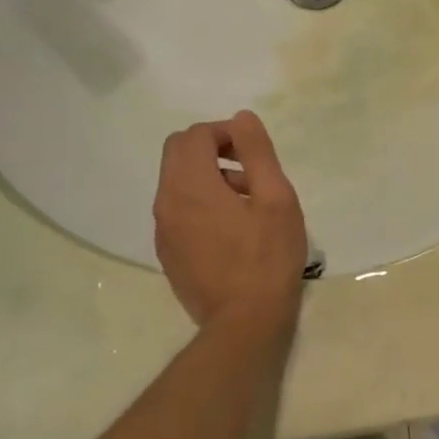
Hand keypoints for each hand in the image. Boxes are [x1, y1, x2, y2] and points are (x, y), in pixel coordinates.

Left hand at [153, 110, 307, 327]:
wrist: (244, 320)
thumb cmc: (268, 256)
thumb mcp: (276, 198)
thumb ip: (257, 153)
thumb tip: (241, 118)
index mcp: (190, 186)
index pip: (194, 136)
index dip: (225, 133)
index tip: (254, 152)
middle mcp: (166, 202)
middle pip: (177, 153)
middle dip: (212, 149)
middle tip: (249, 171)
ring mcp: (162, 230)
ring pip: (176, 182)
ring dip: (208, 177)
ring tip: (248, 202)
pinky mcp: (167, 252)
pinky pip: (177, 210)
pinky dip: (200, 202)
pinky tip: (232, 229)